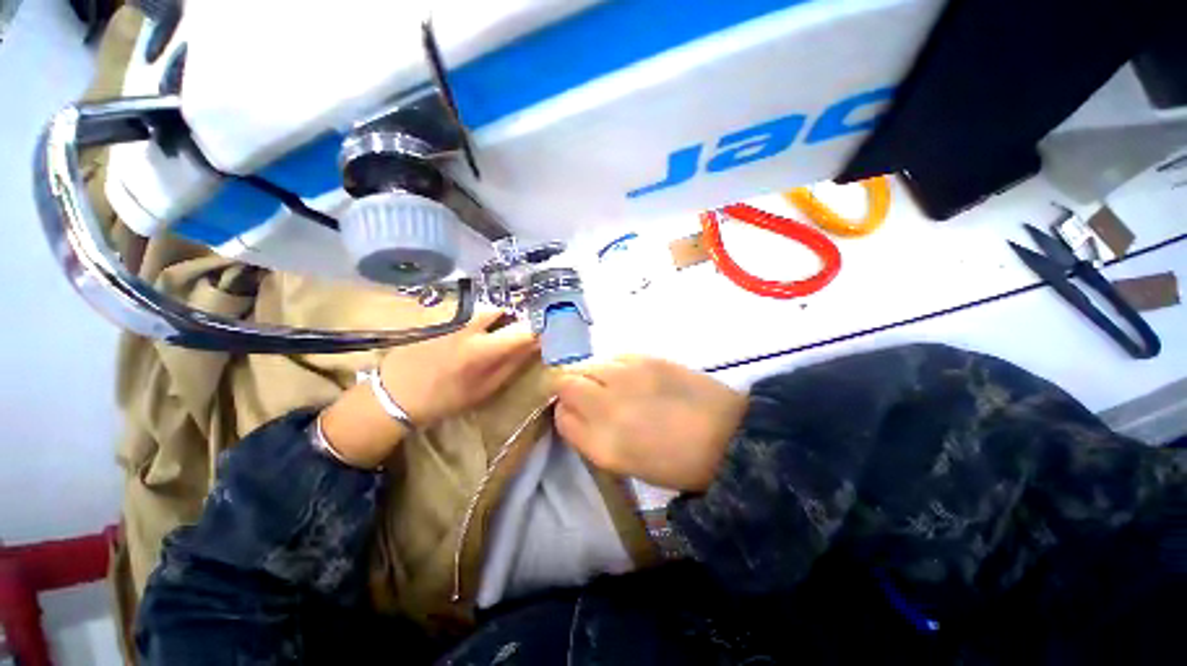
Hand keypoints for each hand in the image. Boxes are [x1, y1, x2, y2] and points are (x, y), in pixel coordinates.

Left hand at [321, 309, 537, 468]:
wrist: (397, 393)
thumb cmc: (446, 398)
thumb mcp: (485, 389)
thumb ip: (513, 365)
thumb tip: (536, 347)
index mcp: (485, 349)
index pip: (524, 330)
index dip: (538, 331)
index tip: (543, 336)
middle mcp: (471, 325)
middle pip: (505, 310)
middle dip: (514, 319)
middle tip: (513, 333)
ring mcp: (453, 317)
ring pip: (486, 307)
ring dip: (495, 317)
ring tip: (492, 332)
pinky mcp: (440, 314)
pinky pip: (469, 309)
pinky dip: (478, 317)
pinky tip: (471, 331)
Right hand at [554, 356, 746, 491]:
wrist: (728, 435)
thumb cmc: (677, 462)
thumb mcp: (626, 463)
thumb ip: (592, 436)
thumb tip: (575, 410)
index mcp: (603, 445)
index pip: (561, 416)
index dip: (565, 412)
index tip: (575, 412)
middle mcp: (607, 405)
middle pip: (565, 382)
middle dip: (569, 387)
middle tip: (587, 395)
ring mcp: (626, 376)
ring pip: (586, 364)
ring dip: (589, 374)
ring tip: (609, 384)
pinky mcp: (646, 358)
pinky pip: (612, 356)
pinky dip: (611, 365)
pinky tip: (628, 376)